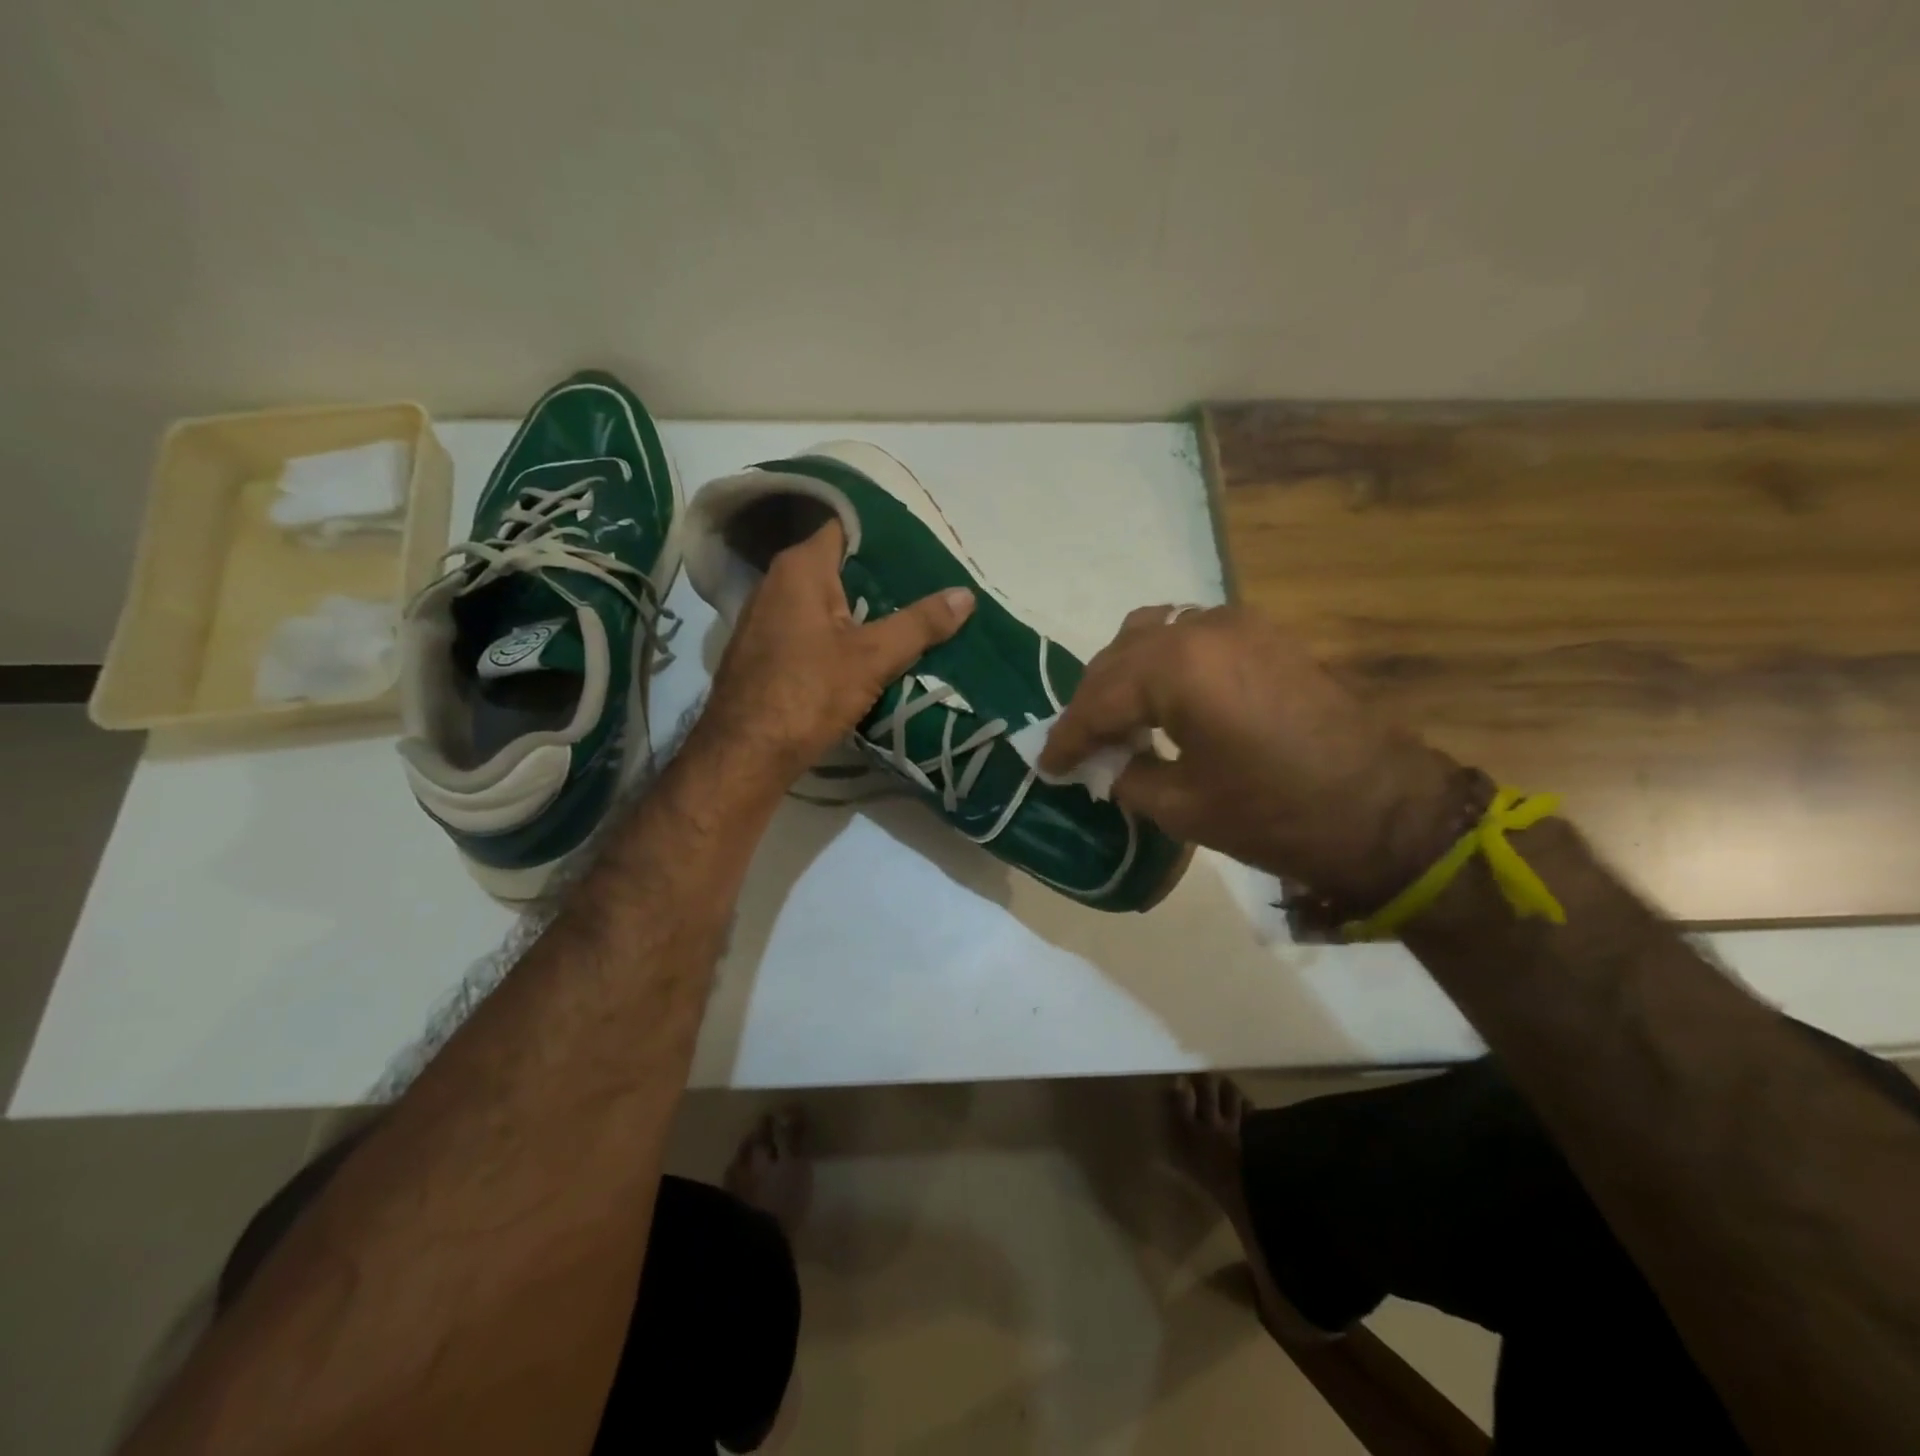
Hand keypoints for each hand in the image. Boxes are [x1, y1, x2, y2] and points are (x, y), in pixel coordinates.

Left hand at [697, 521, 974, 785]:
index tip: (919, 548)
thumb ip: (920, 623)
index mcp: (800, 568)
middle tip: (923, 586)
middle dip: (877, 576)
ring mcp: (762, 618)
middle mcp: (775, 582)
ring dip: (857, 608)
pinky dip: (835, 633)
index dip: (883, 535)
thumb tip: (966, 594)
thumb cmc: (808, 693)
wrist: (746, 754)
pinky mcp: (761, 651)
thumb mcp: (873, 658)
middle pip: (836, 565)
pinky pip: (806, 627)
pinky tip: (861, 652)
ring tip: (902, 618)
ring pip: (821, 600)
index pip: (845, 526)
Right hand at [1040, 605, 1457, 903]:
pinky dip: (1162, 663)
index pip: (1099, 699)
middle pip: (1120, 658)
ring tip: (1116, 720)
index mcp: (1177, 668)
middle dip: (1092, 703)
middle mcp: (1201, 629)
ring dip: (1125, 675)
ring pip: (1152, 636)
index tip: (1047, 766)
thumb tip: (1102, 765)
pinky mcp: (1264, 635)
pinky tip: (1162, 700)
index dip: (1068, 737)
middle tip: (1078, 747)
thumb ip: (1125, 776)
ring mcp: (1238, 624)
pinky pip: (1191, 636)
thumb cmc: (1277, 816)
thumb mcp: (1183, 806)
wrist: (1388, 812)